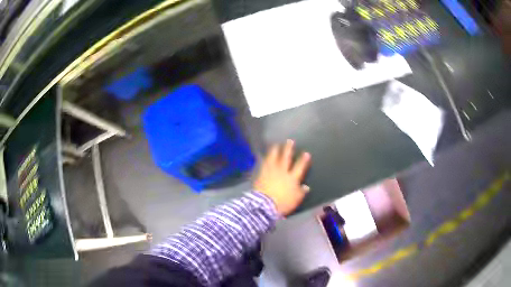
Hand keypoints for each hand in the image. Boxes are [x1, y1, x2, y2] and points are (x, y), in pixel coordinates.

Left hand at [254, 140, 311, 215]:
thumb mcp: (296, 200)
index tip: (306, 153)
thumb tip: (306, 187)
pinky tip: (264, 155)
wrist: (265, 204)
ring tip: (275, 144)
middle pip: (286, 158)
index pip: (300, 167)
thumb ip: (301, 192)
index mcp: (292, 178)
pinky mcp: (262, 174)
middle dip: (288, 149)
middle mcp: (282, 172)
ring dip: (275, 150)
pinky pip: (263, 164)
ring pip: (273, 158)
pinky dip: (264, 159)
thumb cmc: (283, 203)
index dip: (303, 160)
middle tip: (290, 141)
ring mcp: (271, 171)